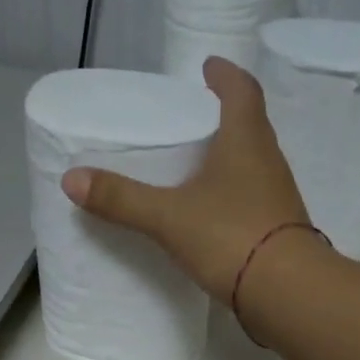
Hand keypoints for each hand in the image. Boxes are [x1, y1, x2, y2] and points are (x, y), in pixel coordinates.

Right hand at [60, 58, 310, 300]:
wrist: (288, 292)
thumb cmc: (231, 236)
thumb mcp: (169, 217)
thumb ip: (123, 199)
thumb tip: (71, 179)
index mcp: (246, 140)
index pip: (241, 91)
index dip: (225, 75)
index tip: (209, 67)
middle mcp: (269, 161)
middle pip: (251, 125)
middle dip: (227, 115)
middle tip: (198, 117)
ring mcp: (279, 198)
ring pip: (255, 164)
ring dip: (232, 157)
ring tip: (202, 164)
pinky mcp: (281, 230)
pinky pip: (256, 199)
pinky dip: (235, 195)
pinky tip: (215, 213)